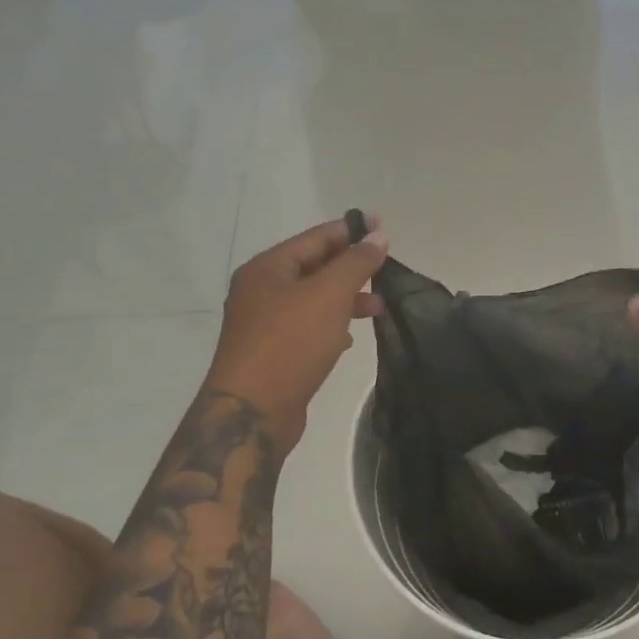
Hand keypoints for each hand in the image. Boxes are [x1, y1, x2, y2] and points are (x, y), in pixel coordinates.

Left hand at [204, 217, 388, 455]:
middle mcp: (261, 291)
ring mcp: (264, 324)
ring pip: (313, 300)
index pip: (315, 237)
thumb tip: (378, 234)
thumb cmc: (290, 344)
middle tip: (386, 267)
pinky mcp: (273, 353)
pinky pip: (307, 328)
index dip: (351, 230)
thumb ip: (356, 263)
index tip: (383, 226)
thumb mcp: (328, 295)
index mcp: (267, 269)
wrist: (252, 412)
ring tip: (379, 305)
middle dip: (351, 267)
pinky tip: (350, 338)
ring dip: (346, 299)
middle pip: (313, 267)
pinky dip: (331, 326)